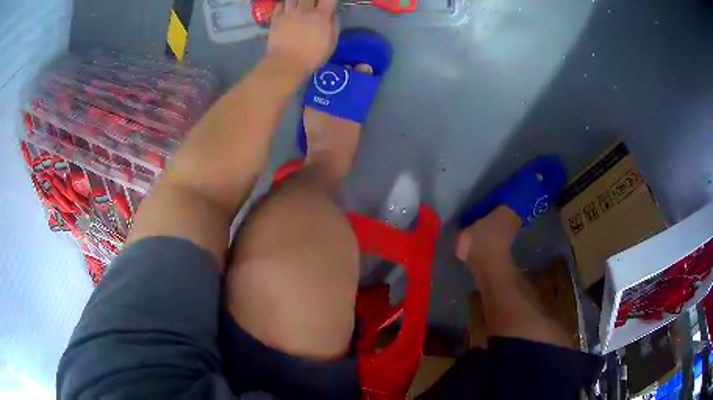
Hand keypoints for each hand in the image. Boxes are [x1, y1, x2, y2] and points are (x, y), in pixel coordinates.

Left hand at [267, 0, 337, 75]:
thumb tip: (332, 14)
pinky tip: (287, 6)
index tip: (328, 3)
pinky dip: (284, 3)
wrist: (286, 63)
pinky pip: (279, 4)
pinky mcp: (275, 19)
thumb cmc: (312, 56)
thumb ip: (333, 25)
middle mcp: (304, 10)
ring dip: (298, 0)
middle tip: (313, 4)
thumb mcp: (331, 43)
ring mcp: (288, 13)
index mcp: (321, 15)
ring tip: (300, 5)